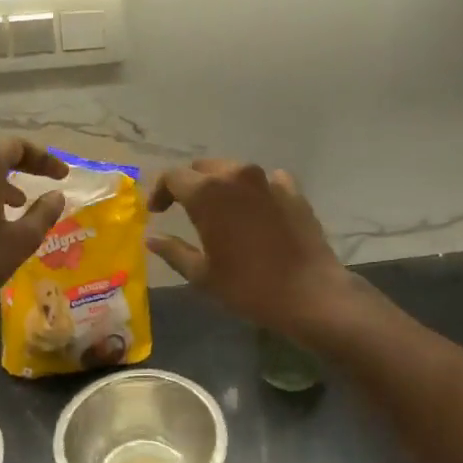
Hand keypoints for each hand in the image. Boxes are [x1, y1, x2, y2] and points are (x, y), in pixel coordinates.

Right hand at [147, 160, 359, 337]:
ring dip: (221, 185)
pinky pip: (266, 181)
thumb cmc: (248, 287)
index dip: (160, 191)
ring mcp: (268, 180)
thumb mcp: (202, 275)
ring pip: (234, 171)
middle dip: (189, 185)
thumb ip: (173, 251)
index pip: (173, 176)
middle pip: (203, 168)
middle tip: (184, 209)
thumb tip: (152, 238)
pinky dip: (254, 191)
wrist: (310, 294)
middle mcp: (236, 176)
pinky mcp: (293, 191)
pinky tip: (256, 210)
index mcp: (208, 193)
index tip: (157, 211)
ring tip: (220, 210)